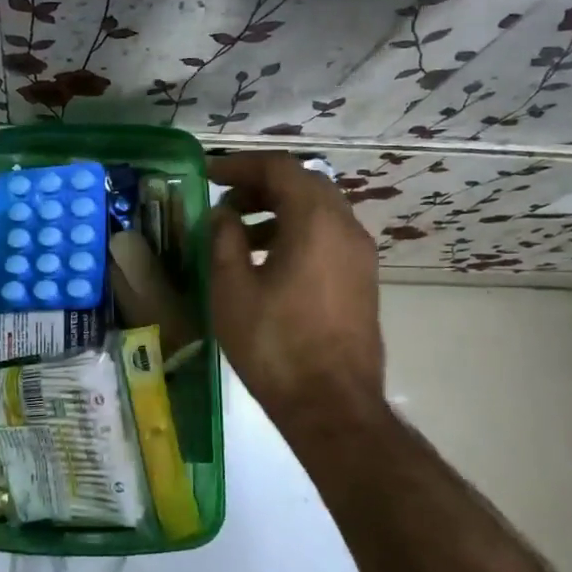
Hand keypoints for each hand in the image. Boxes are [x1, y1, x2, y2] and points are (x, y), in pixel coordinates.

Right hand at [208, 153, 384, 422]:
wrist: (332, 406)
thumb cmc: (275, 344)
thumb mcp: (232, 288)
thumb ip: (224, 238)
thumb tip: (223, 214)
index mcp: (316, 221)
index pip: (280, 168)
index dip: (240, 165)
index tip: (209, 175)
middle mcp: (346, 228)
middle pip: (304, 183)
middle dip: (261, 185)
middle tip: (224, 201)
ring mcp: (360, 255)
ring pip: (318, 210)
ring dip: (278, 210)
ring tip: (238, 235)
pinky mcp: (362, 279)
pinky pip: (328, 236)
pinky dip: (296, 232)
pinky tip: (267, 262)